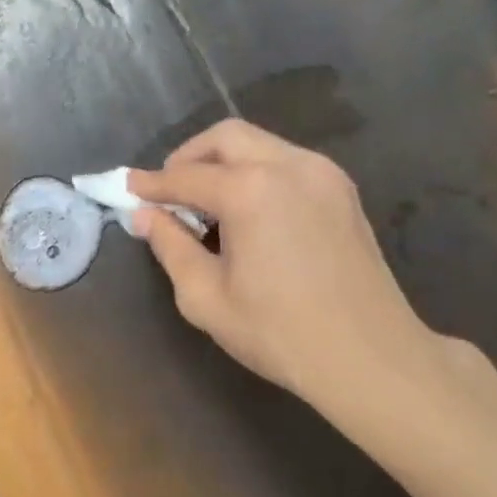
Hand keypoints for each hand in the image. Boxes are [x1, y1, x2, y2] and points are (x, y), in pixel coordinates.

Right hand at [128, 120, 437, 402]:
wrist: (369, 357)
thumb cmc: (278, 332)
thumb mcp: (204, 296)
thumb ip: (170, 246)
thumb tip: (146, 216)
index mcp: (251, 190)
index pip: (185, 176)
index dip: (151, 184)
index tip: (126, 187)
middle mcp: (289, 166)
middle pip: (226, 138)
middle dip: (188, 159)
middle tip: (168, 193)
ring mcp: (323, 174)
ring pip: (259, 144)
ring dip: (223, 163)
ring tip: (205, 205)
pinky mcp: (342, 191)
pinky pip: (286, 162)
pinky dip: (255, 173)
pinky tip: (246, 212)